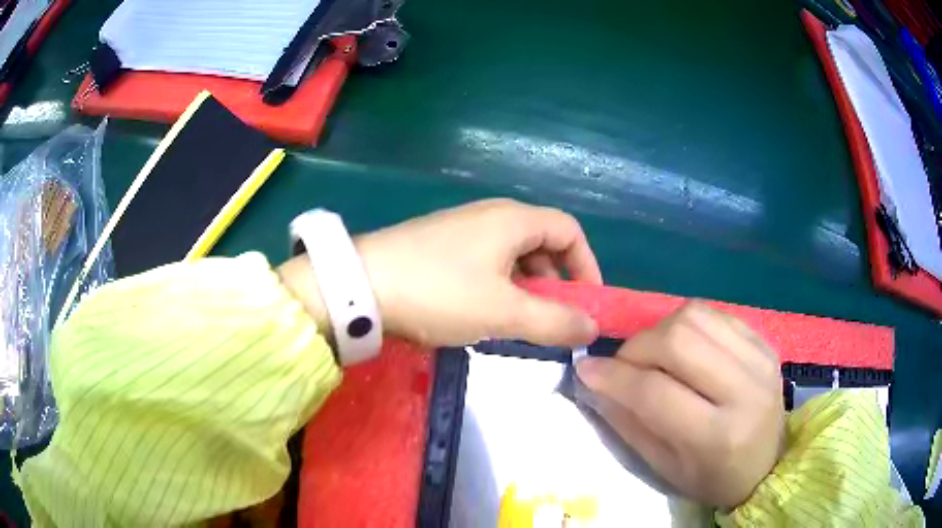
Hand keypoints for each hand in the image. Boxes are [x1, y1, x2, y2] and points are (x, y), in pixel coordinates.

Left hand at [280, 199, 601, 347]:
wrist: (359, 286)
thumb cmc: (440, 293)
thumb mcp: (503, 313)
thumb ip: (554, 322)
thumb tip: (593, 328)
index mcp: (513, 219)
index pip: (569, 231)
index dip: (586, 265)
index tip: (586, 304)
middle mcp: (490, 215)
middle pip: (542, 242)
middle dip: (556, 281)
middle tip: (552, 318)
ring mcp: (461, 228)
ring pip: (512, 255)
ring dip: (526, 287)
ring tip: (518, 321)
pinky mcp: (439, 245)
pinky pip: (485, 262)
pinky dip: (498, 286)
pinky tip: (483, 312)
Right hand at [575, 302, 784, 508]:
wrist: (770, 463)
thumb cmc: (713, 477)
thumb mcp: (665, 468)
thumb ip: (629, 424)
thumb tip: (595, 383)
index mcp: (717, 436)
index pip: (656, 392)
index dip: (614, 377)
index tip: (586, 370)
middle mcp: (744, 389)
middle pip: (678, 341)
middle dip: (636, 348)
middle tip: (622, 365)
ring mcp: (759, 359)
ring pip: (695, 315)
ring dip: (660, 330)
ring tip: (652, 355)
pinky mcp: (764, 342)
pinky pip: (716, 313)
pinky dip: (687, 324)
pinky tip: (683, 347)